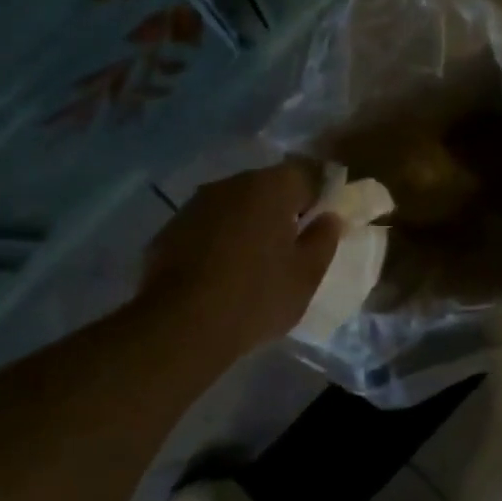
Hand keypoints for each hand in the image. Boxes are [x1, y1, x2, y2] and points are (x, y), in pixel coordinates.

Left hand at [139, 163, 343, 355]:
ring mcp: (197, 204)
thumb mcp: (305, 276)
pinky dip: (219, 238)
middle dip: (283, 208)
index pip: (307, 173)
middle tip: (292, 244)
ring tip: (255, 260)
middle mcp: (232, 184)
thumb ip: (324, 239)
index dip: (320, 195)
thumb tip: (329, 217)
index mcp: (271, 187)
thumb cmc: (256, 297)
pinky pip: (208, 224)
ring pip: (236, 204)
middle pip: (268, 186)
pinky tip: (220, 271)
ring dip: (249, 222)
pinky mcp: (171, 227)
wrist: (180, 327)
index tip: (323, 222)